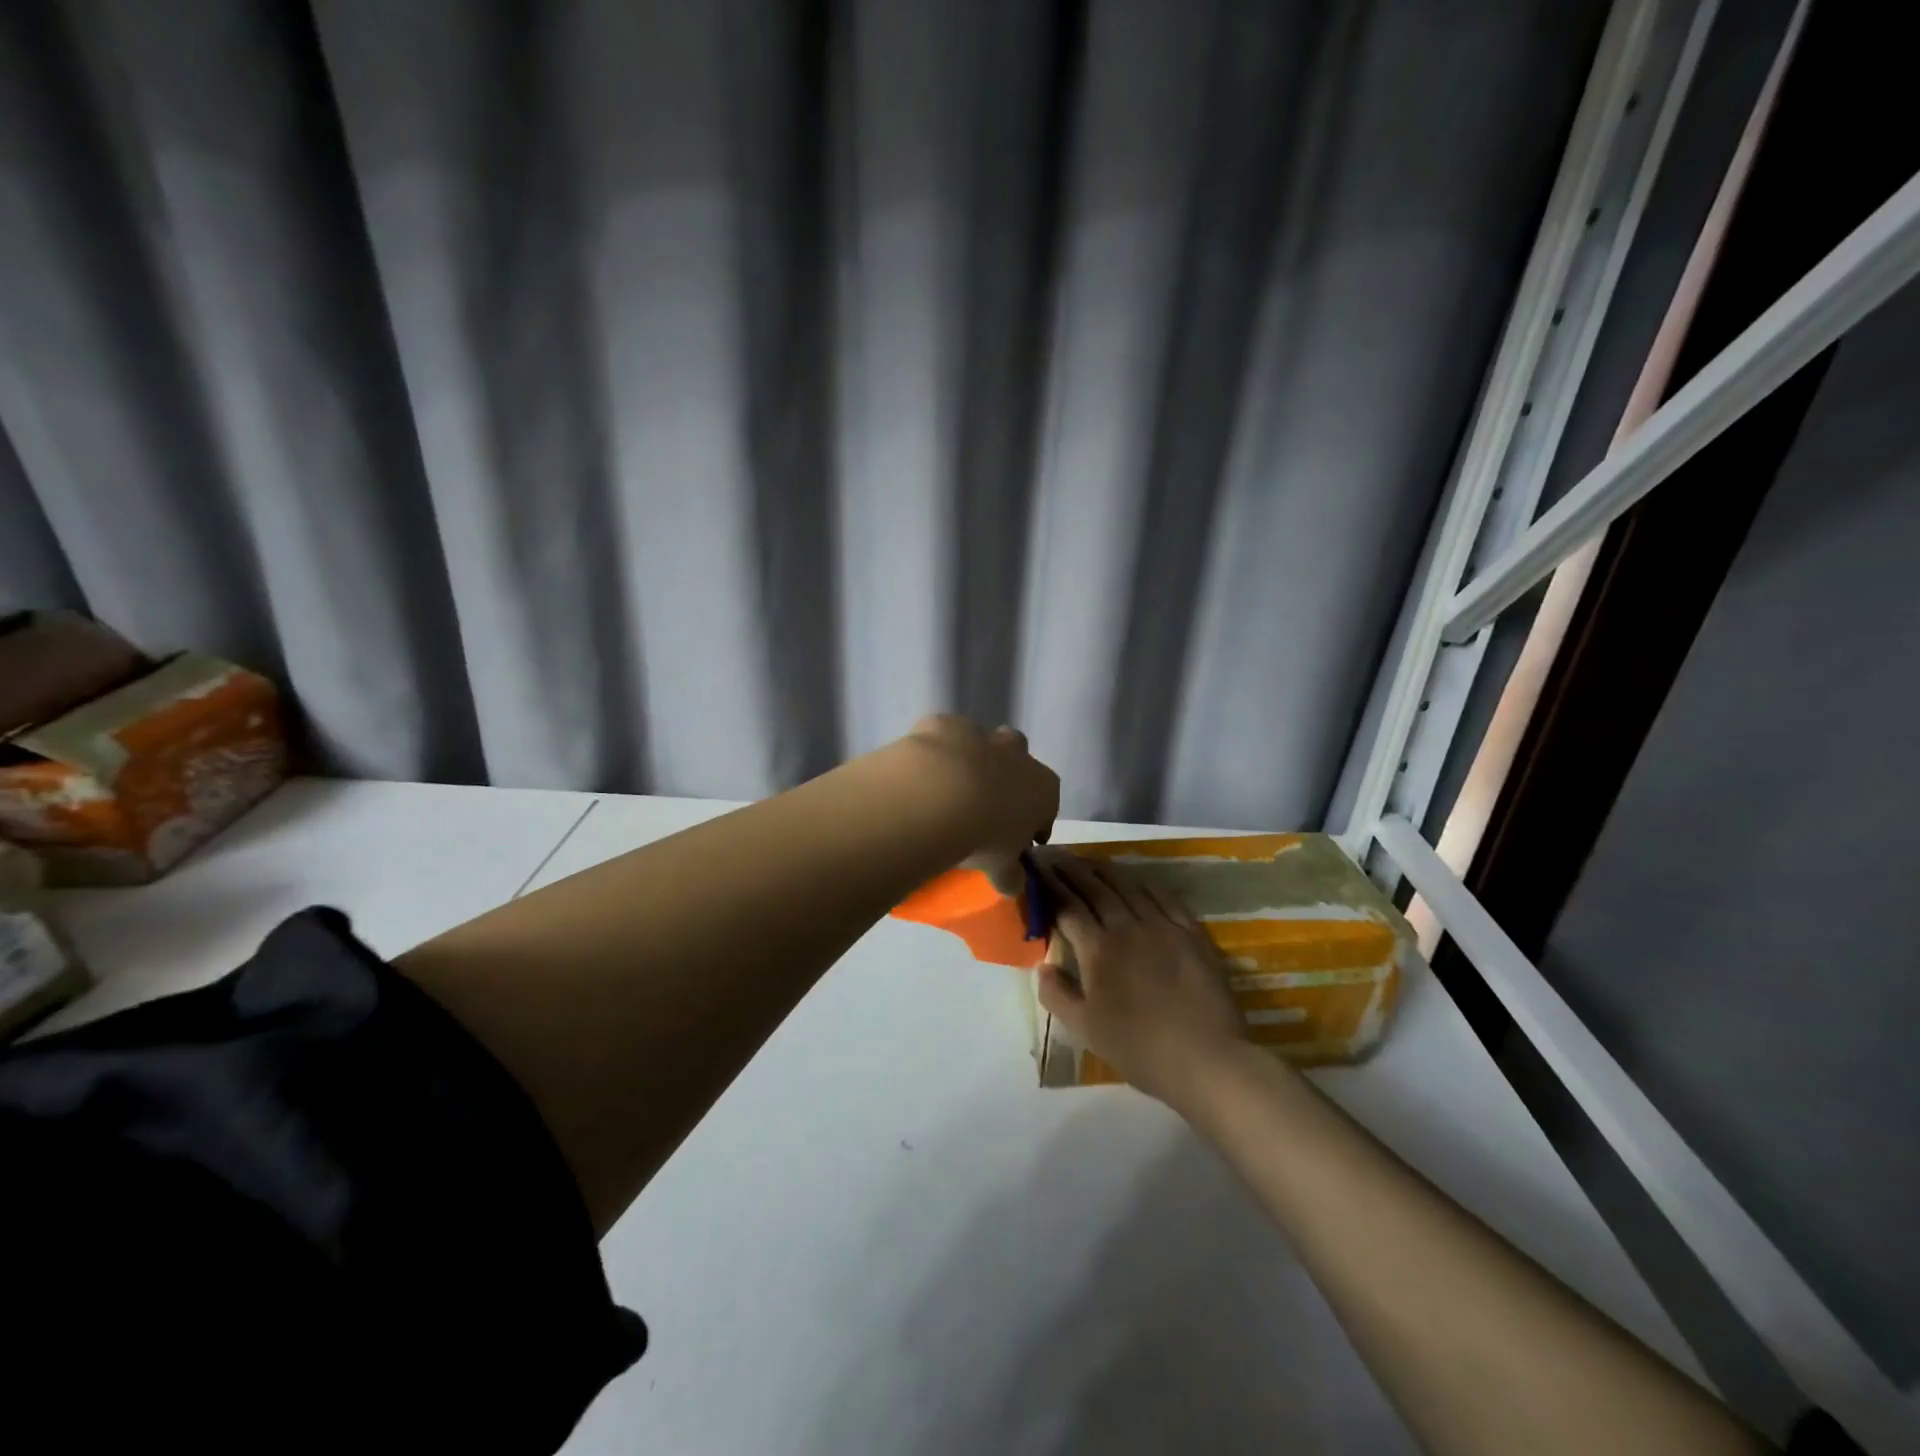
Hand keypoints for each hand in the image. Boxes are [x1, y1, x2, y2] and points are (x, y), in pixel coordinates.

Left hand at [896, 715, 1058, 888]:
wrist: (935, 795)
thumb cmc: (981, 836)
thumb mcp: (1000, 868)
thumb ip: (1009, 875)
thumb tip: (1013, 884)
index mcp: (1043, 788)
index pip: (1048, 805)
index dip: (1035, 823)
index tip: (1021, 842)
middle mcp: (1018, 755)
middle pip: (1020, 762)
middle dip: (1007, 780)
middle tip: (986, 809)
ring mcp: (981, 735)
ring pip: (983, 742)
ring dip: (972, 762)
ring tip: (949, 793)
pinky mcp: (943, 724)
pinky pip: (943, 736)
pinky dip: (935, 752)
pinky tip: (920, 773)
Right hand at [1033, 851, 1247, 1106]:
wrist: (1206, 1059)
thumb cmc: (1140, 1049)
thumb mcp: (1086, 1030)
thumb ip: (1057, 995)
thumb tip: (1042, 966)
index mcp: (1098, 949)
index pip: (1067, 906)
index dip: (1049, 885)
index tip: (1037, 868)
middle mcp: (1127, 927)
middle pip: (1095, 888)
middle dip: (1072, 869)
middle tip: (1056, 854)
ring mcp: (1162, 926)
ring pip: (1129, 886)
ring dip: (1105, 870)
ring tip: (1089, 861)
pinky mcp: (1191, 933)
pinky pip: (1165, 897)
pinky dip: (1145, 884)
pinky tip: (1137, 880)